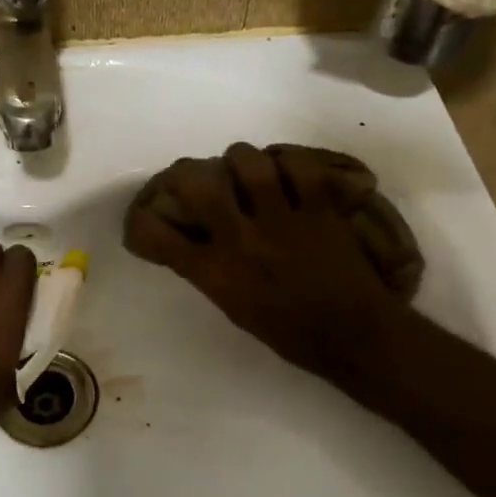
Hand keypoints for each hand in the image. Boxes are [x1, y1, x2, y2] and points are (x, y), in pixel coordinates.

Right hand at [123, 143, 422, 386]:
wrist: (353, 336)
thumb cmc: (288, 331)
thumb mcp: (233, 306)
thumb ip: (209, 270)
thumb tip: (191, 238)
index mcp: (216, 272)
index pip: (159, 236)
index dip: (142, 221)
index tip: (145, 217)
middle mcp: (242, 239)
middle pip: (198, 183)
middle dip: (187, 173)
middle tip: (195, 177)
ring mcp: (283, 219)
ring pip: (248, 161)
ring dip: (240, 161)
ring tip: (245, 171)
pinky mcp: (320, 208)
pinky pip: (300, 165)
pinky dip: (290, 162)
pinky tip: (287, 172)